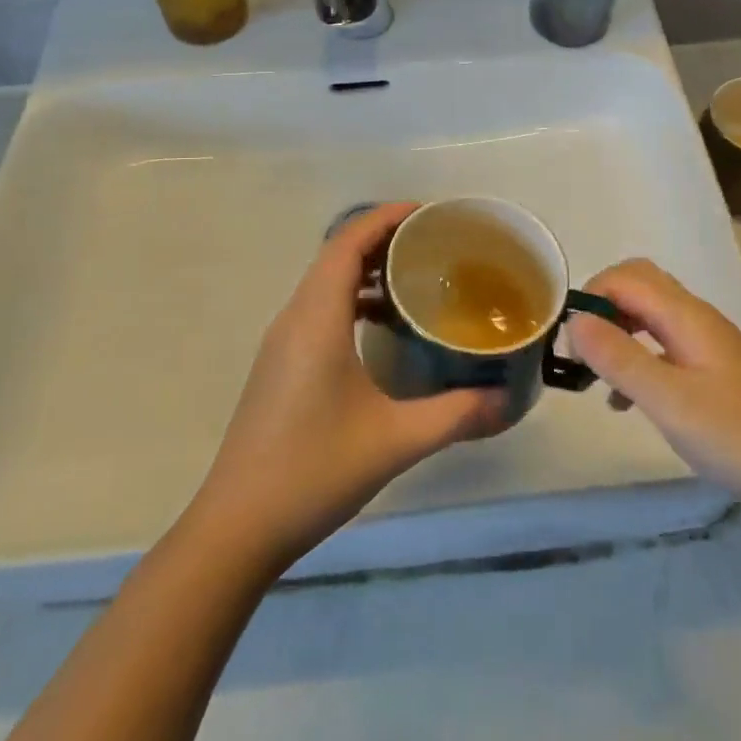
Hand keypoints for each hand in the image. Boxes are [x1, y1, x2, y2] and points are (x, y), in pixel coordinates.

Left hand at [187, 203, 509, 571]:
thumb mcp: (394, 440)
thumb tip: (503, 400)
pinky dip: (353, 300)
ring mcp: (282, 342)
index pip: (348, 242)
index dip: (386, 217)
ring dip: (367, 270)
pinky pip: (320, 308)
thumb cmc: (314, 471)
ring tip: (416, 278)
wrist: (237, 527)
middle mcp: (295, 318)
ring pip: (326, 282)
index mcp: (317, 318)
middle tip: (434, 243)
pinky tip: (384, 328)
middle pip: (337, 254)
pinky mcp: (280, 364)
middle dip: (383, 238)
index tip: (428, 213)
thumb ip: (455, 415)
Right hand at [568, 259, 740, 511]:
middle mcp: (696, 318)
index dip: (590, 296)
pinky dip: (639, 358)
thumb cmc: (738, 436)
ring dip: (618, 333)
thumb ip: (619, 358)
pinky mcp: (715, 371)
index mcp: (685, 315)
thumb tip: (574, 320)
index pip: (624, 277)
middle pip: (639, 286)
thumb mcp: (669, 400)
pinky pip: (665, 346)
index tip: (568, 339)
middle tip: (581, 349)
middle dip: (602, 307)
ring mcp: (708, 344)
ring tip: (595, 376)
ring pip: (651, 316)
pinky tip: (628, 401)